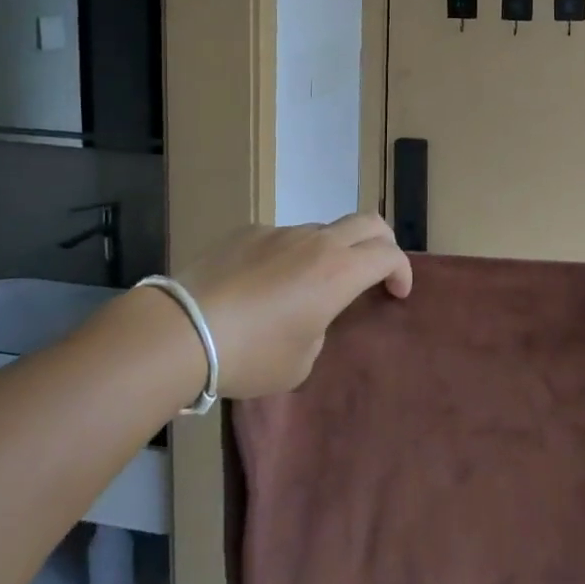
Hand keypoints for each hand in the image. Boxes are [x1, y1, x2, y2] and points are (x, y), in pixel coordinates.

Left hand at [181, 213, 412, 397]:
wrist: (183, 330)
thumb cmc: (251, 354)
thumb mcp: (301, 361)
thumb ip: (320, 329)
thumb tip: (309, 313)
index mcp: (339, 272)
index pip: (389, 254)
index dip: (401, 271)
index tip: (396, 293)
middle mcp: (316, 242)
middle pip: (368, 222)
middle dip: (383, 243)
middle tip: (375, 270)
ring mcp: (280, 231)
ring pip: (322, 230)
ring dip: (331, 251)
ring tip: (308, 287)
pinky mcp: (248, 232)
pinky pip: (282, 238)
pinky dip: (289, 255)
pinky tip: (262, 285)